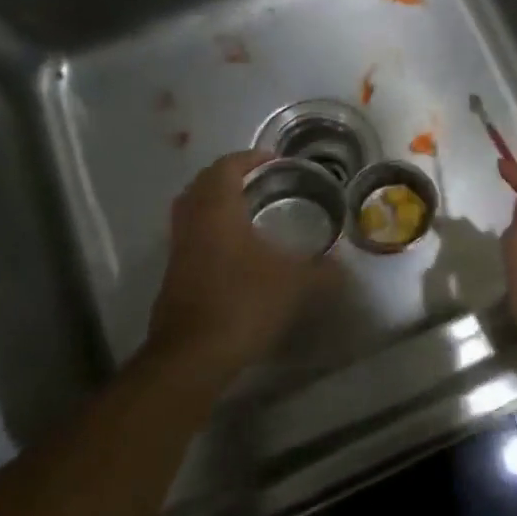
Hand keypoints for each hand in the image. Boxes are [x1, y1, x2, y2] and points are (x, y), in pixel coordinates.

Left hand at [144, 150, 327, 377]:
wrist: (193, 356)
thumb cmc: (243, 304)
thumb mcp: (295, 285)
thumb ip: (322, 270)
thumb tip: (342, 264)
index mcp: (217, 212)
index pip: (226, 168)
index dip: (249, 158)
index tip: (273, 161)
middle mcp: (192, 223)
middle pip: (202, 184)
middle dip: (229, 176)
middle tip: (260, 182)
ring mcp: (178, 250)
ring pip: (191, 210)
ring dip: (215, 203)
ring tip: (247, 211)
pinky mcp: (174, 276)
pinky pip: (190, 236)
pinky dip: (210, 229)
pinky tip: (235, 250)